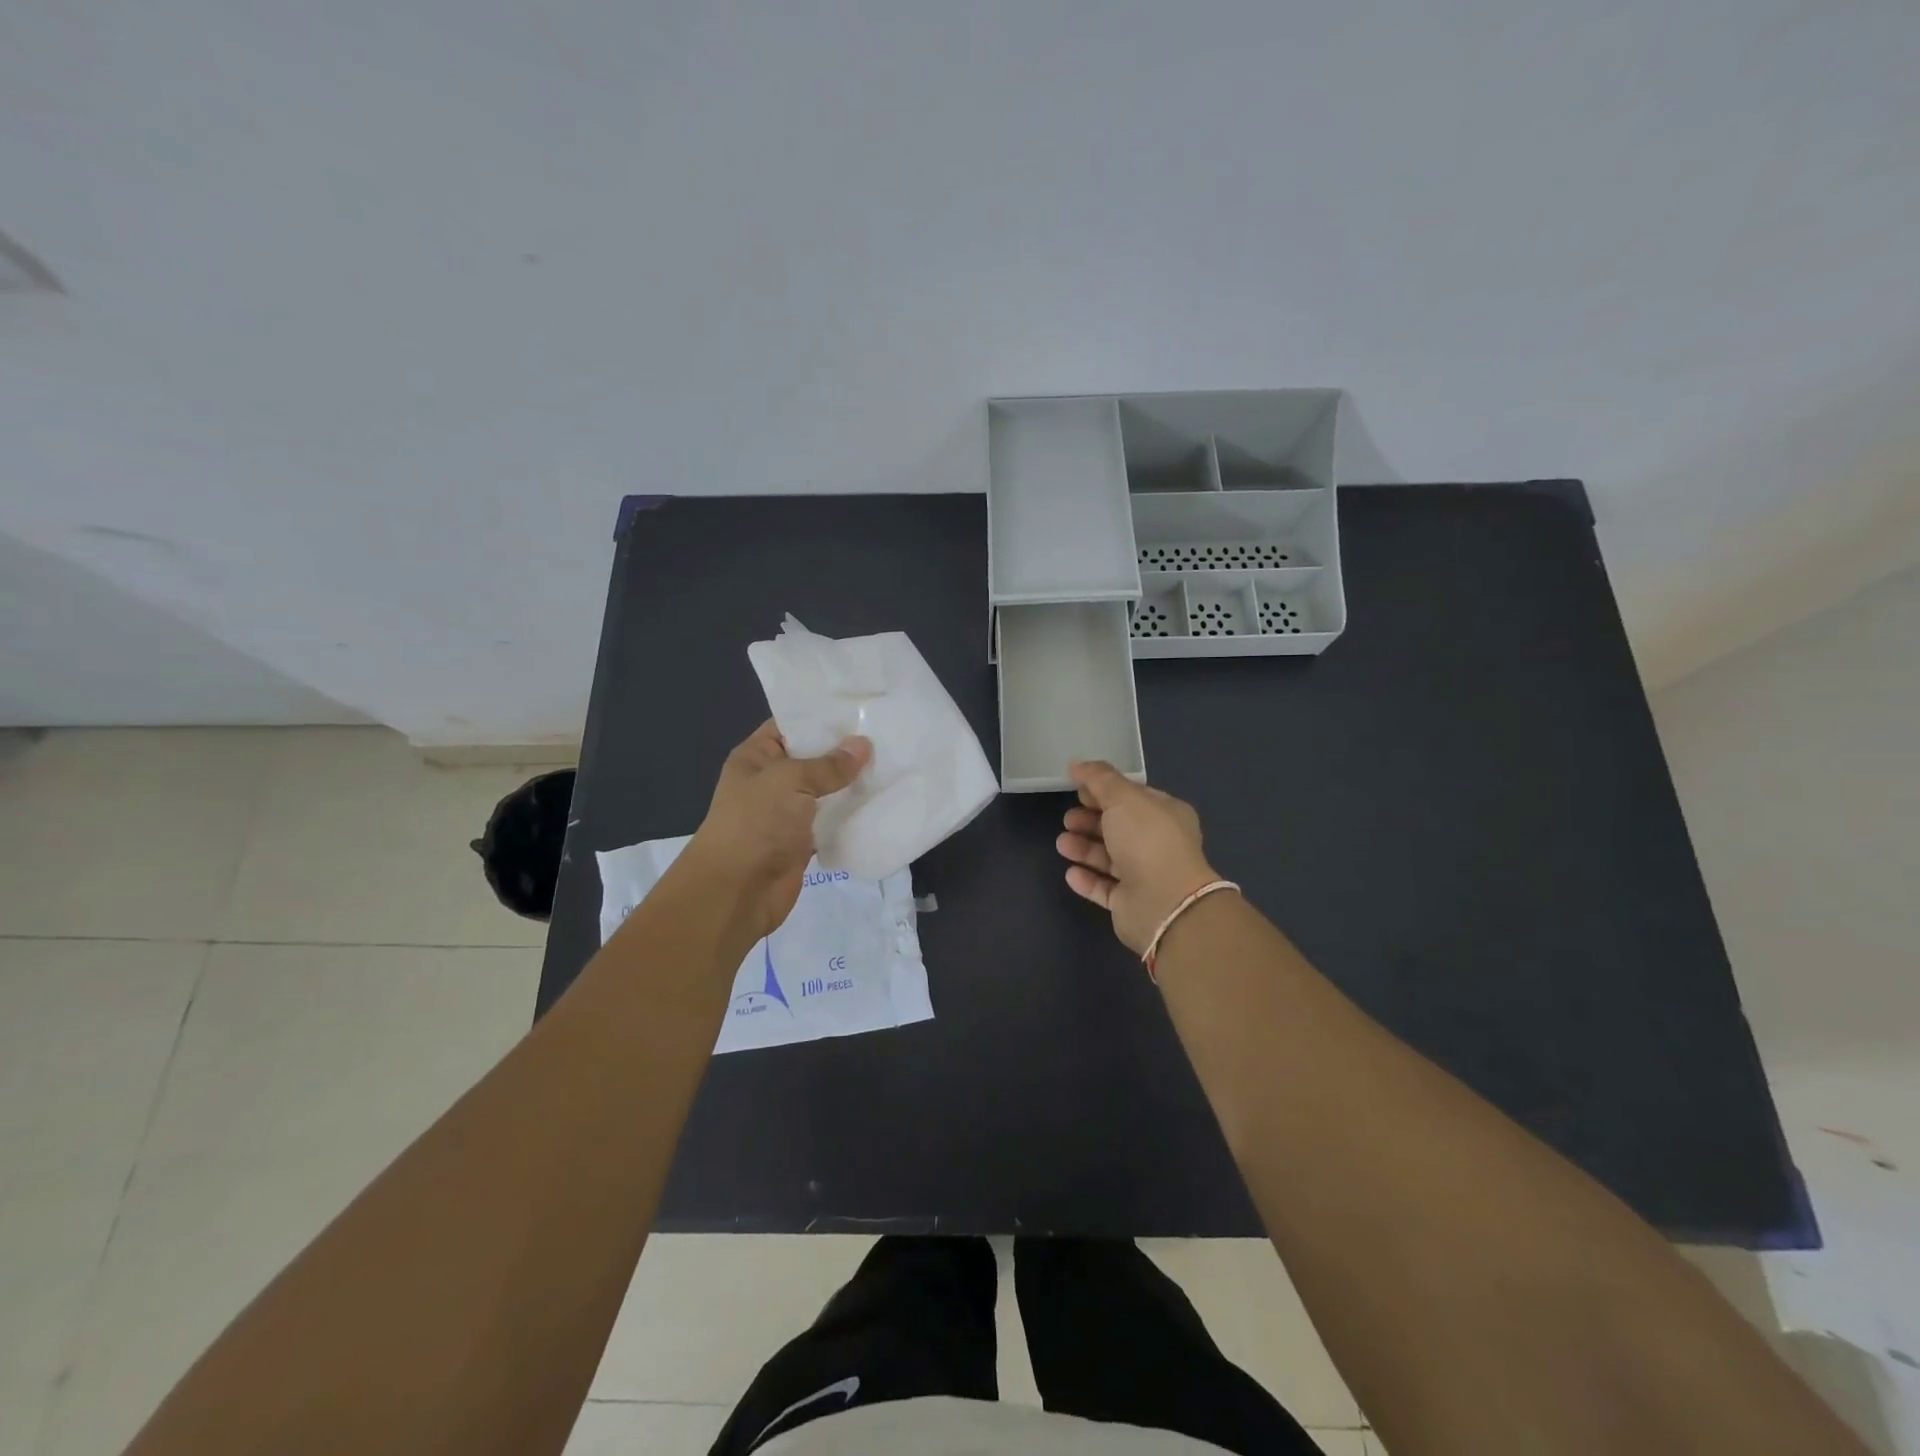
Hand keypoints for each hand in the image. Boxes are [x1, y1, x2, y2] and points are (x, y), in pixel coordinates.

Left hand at [684, 720, 871, 940]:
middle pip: (813, 757)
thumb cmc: (755, 824)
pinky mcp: (804, 840)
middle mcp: (771, 780)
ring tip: (894, 764)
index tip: (862, 706)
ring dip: (853, 783)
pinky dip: (852, 814)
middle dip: (846, 750)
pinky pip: (832, 820)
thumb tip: (863, 745)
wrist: (736, 891)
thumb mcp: (790, 781)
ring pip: (826, 790)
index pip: (791, 725)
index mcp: (757, 756)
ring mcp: (788, 812)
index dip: (823, 716)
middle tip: (888, 734)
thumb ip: (828, 764)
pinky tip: (883, 801)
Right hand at [1056, 760, 1218, 955]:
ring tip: (1062, 844)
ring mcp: (1146, 875)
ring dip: (1084, 849)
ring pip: (1110, 858)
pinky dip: (1087, 879)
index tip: (1077, 788)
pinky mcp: (1131, 904)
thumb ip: (1099, 779)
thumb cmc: (1147, 841)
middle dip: (1091, 820)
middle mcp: (1158, 844)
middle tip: (1067, 819)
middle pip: (1119, 827)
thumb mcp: (1123, 798)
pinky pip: (1105, 888)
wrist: (1164, 904)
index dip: (1104, 790)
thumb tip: (1077, 763)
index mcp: (1165, 814)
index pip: (1133, 797)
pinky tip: (1070, 872)